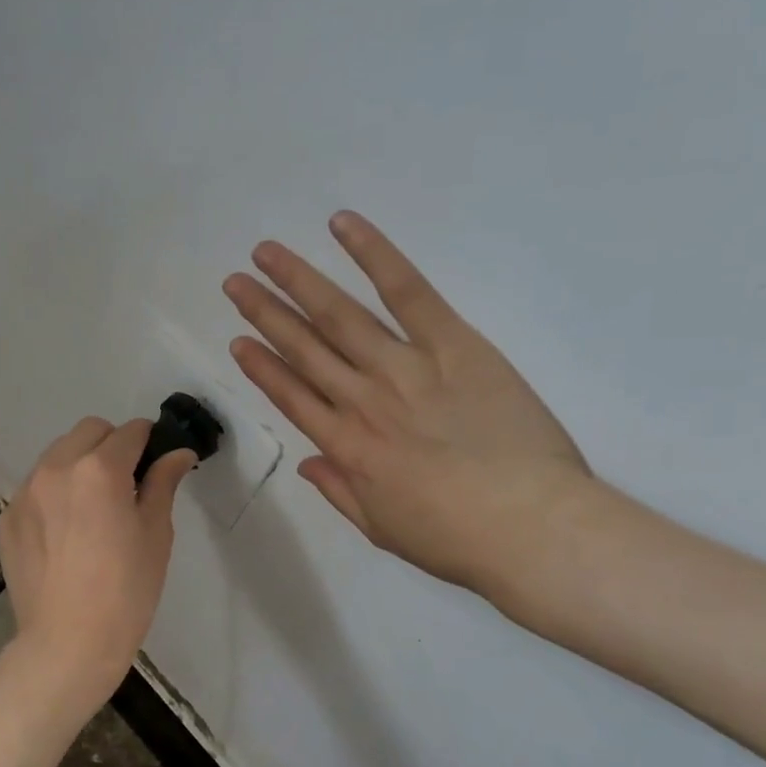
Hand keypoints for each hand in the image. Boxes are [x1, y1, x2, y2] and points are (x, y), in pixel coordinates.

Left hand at [0, 417, 194, 717]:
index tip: (156, 463)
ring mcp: (25, 492)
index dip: (149, 442)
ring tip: (92, 509)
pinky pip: (36, 487)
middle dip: (112, 445)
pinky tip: (65, 534)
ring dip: (80, 465)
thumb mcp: (156, 534)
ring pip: (58, 455)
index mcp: (100, 469)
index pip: (130, 431)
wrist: (67, 645)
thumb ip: (163, 483)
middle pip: (89, 431)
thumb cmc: (126, 592)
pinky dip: (54, 494)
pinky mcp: (7, 518)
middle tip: (126, 485)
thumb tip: (178, 452)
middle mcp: (56, 468)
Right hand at [223, 212, 592, 603]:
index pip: (291, 397)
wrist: (531, 528)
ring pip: (339, 315)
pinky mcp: (452, 344)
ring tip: (265, 252)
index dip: (261, 367)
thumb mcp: (384, 530)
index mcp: (347, 448)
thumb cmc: (458, 540)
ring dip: (298, 281)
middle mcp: (362, 400)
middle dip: (264, 313)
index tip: (238, 341)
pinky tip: (342, 226)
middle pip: (304, 348)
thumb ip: (340, 492)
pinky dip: (374, 255)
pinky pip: (407, 291)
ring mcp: (404, 368)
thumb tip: (307, 463)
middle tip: (234, 283)